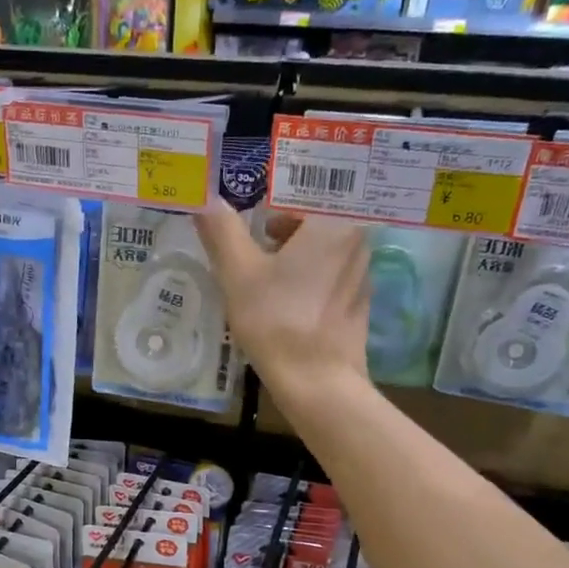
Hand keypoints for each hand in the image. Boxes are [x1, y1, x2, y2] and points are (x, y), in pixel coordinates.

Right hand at [196, 202, 369, 410]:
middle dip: (282, 223)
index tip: (252, 203)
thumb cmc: (276, 319)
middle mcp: (358, 239)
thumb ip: (222, 230)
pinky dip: (308, 274)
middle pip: (316, 215)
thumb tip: (205, 199)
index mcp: (336, 221)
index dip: (276, 191)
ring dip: (294, 249)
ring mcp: (362, 272)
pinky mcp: (359, 301)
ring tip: (262, 270)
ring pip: (324, 245)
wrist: (316, 382)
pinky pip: (330, 272)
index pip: (308, 185)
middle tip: (252, 237)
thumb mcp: (238, 273)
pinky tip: (284, 298)